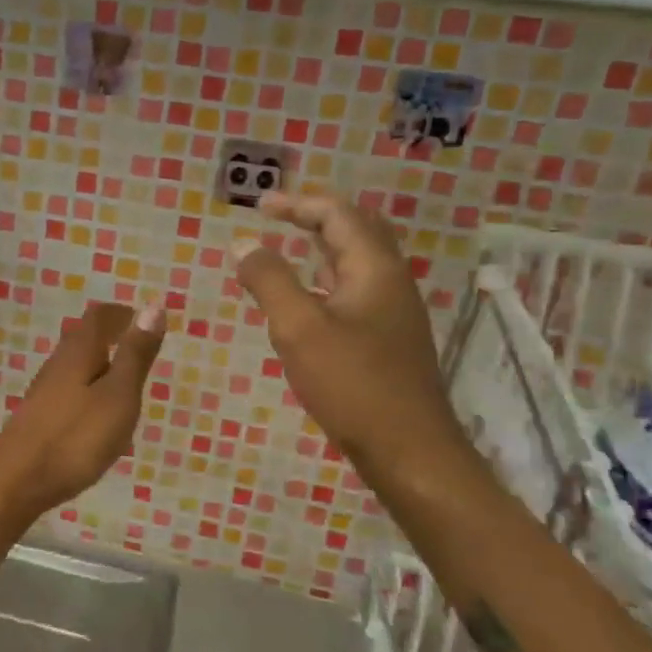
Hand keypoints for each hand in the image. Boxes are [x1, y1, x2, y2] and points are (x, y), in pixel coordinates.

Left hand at [0, 301, 165, 525]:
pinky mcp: (38, 418)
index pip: (99, 317)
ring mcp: (44, 392)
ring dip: (100, 366)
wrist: (15, 482)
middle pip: (84, 339)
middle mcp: (58, 365)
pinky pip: (70, 393)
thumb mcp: (118, 395)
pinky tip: (98, 417)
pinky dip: (89, 392)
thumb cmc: (75, 437)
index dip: (121, 314)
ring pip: (76, 367)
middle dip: (110, 338)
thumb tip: (154, 306)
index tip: (141, 318)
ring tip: (125, 384)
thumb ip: (135, 354)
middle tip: (138, 348)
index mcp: (79, 352)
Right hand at [234, 191, 469, 487]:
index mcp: (374, 268)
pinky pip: (356, 291)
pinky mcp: (388, 339)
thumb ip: (269, 281)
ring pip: (358, 262)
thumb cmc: (352, 383)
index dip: (298, 203)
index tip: (259, 205)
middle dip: (316, 216)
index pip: (338, 214)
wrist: (408, 449)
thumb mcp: (299, 328)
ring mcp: (394, 312)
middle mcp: (391, 281)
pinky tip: (307, 300)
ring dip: (323, 247)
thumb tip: (243, 243)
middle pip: (357, 230)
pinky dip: (327, 279)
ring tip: (288, 248)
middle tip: (278, 216)